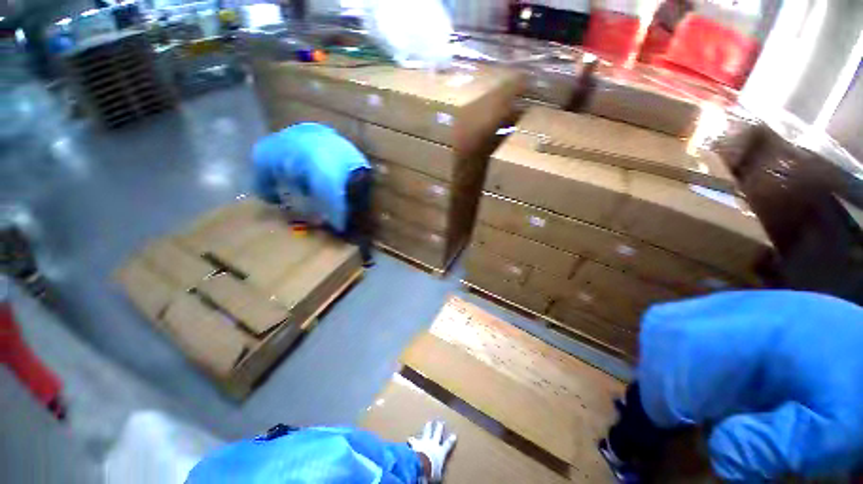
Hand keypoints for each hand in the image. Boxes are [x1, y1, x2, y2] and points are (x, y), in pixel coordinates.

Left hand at [408, 421, 455, 482]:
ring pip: (426, 432)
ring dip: (428, 427)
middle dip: (439, 427)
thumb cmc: (431, 471)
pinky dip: (411, 440)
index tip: (454, 435)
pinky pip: (413, 440)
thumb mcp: (438, 475)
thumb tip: (439, 475)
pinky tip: (409, 438)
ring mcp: (424, 442)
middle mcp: (433, 444)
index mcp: (440, 452)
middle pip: (437, 433)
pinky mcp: (415, 443)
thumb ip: (439, 471)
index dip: (451, 440)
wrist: (420, 466)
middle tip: (440, 422)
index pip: (447, 445)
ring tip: (428, 422)